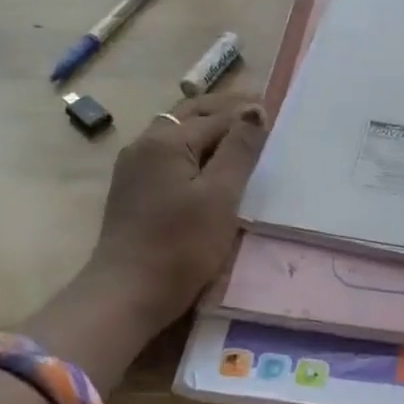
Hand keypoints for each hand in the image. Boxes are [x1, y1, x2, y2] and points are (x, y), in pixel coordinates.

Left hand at [21, 91, 268, 385]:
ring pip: (177, 133)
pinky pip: (169, 154)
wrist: (128, 293)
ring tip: (239, 135)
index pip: (216, 116)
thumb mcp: (219, 196)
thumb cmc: (181, 245)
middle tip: (259, 112)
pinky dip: (194, 148)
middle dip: (225, 110)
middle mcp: (145, 144)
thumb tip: (255, 111)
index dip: (247, 113)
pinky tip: (209, 163)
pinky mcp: (134, 190)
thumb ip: (238, 150)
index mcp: (166, 140)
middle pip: (190, 114)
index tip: (276, 110)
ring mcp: (134, 167)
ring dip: (208, 127)